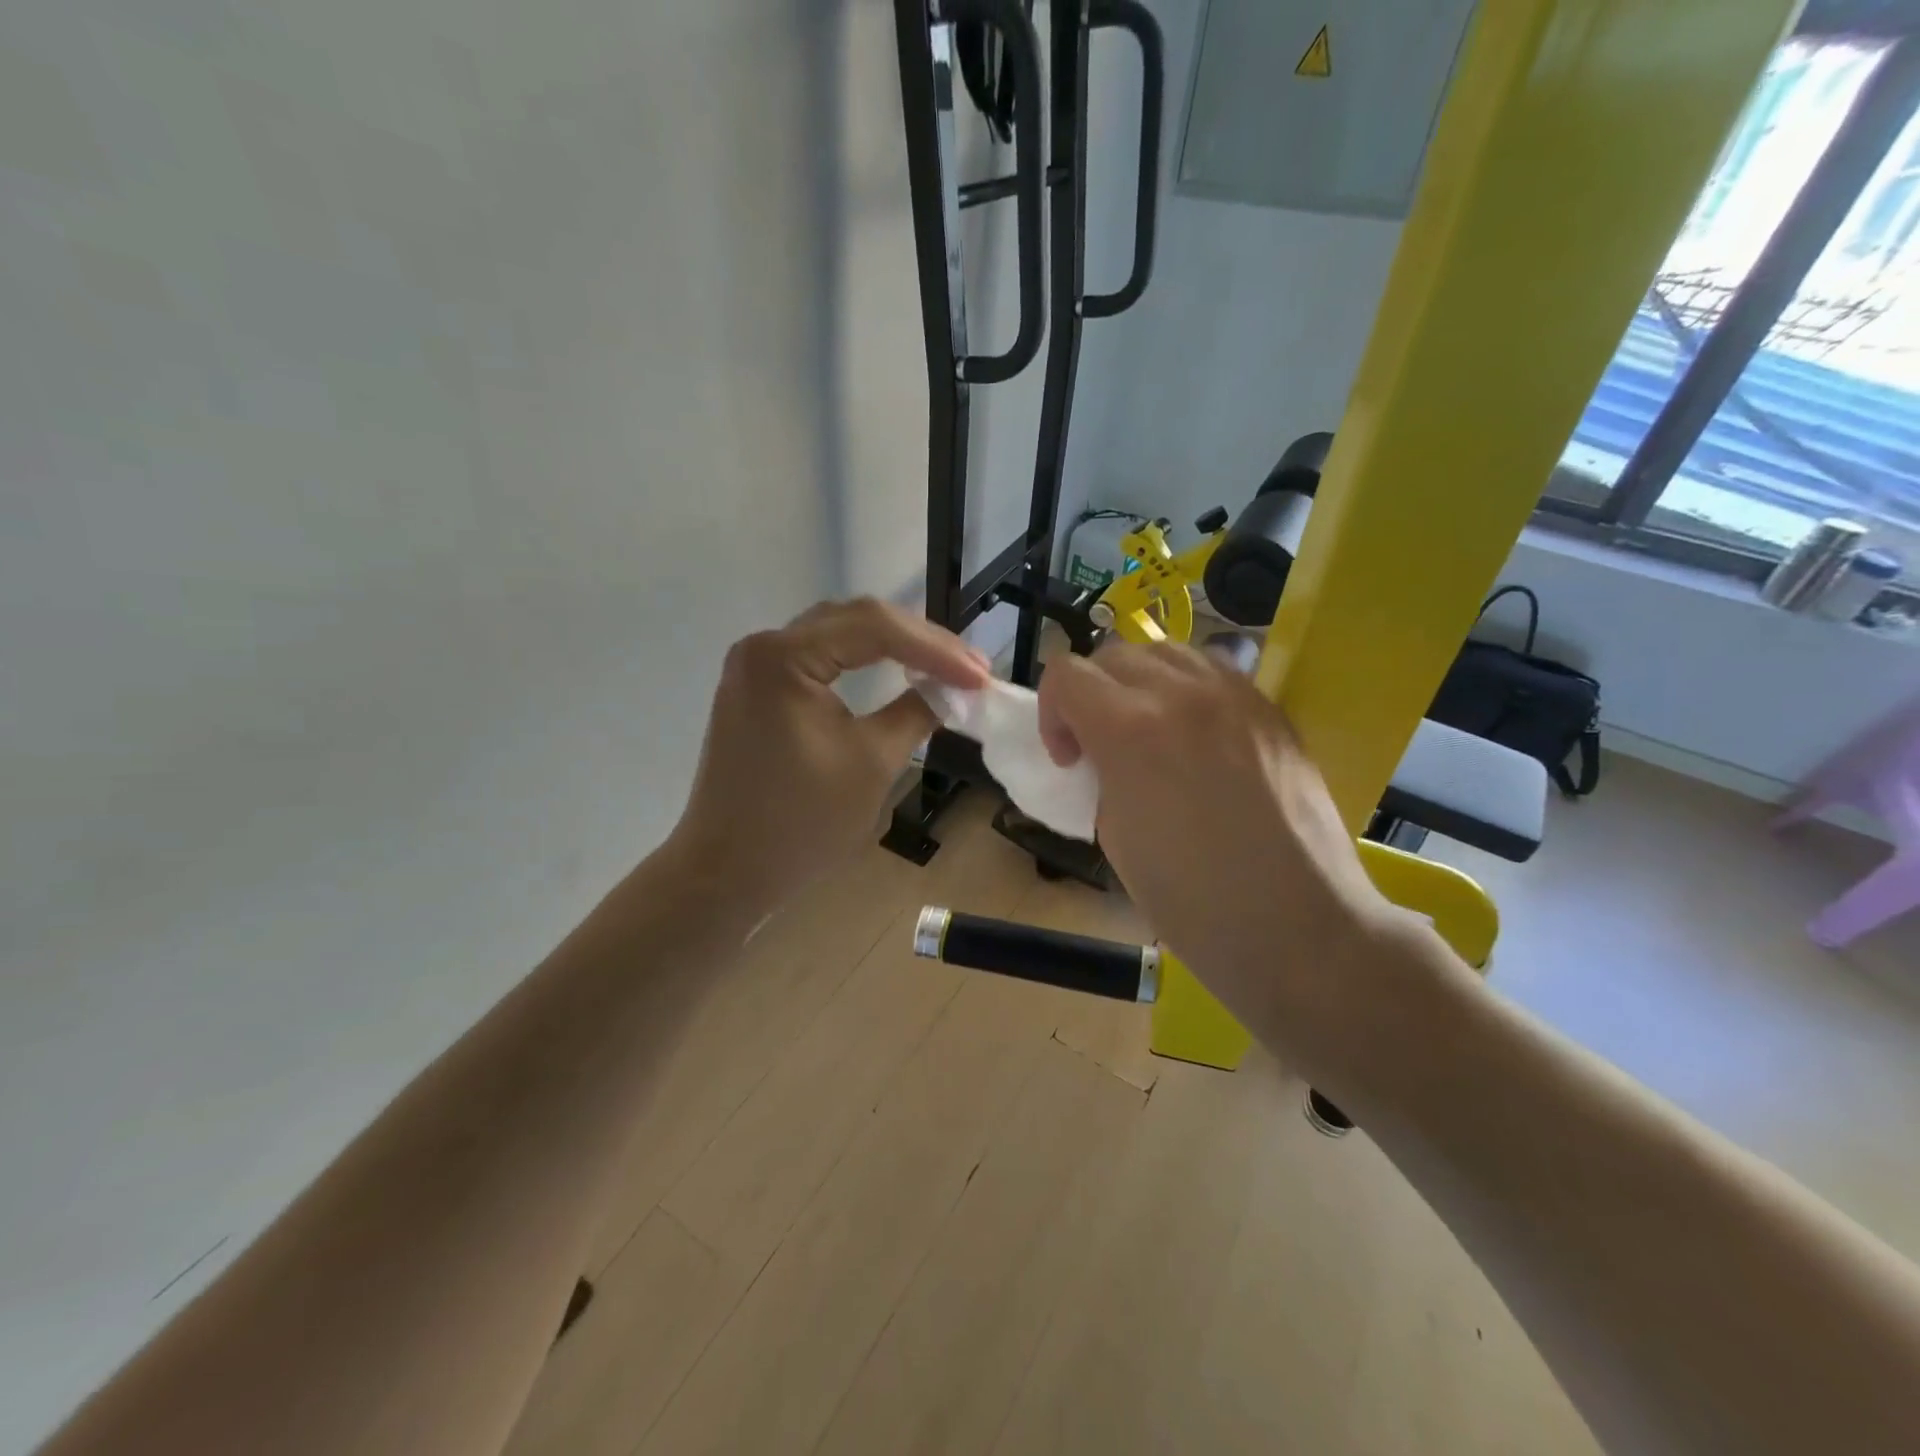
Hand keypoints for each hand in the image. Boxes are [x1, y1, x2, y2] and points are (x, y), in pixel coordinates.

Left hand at [668, 598, 989, 915]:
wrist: (728, 872)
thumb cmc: (800, 823)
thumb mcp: (872, 763)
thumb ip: (917, 713)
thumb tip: (953, 692)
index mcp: (783, 657)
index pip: (874, 628)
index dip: (936, 649)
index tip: (981, 677)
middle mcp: (763, 647)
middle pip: (855, 621)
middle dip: (919, 642)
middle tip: (971, 669)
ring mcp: (756, 667)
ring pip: (838, 635)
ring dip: (894, 646)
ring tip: (945, 667)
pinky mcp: (758, 690)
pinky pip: (820, 658)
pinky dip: (863, 661)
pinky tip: (898, 669)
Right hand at [1037, 641, 1412, 1064]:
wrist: (1297, 926)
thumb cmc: (1192, 901)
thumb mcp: (1115, 835)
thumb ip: (1103, 775)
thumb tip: (1108, 757)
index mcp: (1130, 729)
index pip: (1066, 674)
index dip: (1051, 712)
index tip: (1067, 757)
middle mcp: (1182, 693)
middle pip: (1113, 654)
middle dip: (1092, 694)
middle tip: (1101, 744)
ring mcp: (1236, 695)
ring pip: (1167, 652)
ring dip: (1141, 682)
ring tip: (1150, 730)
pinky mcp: (1272, 709)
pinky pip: (1215, 672)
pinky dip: (1188, 690)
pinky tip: (1198, 737)